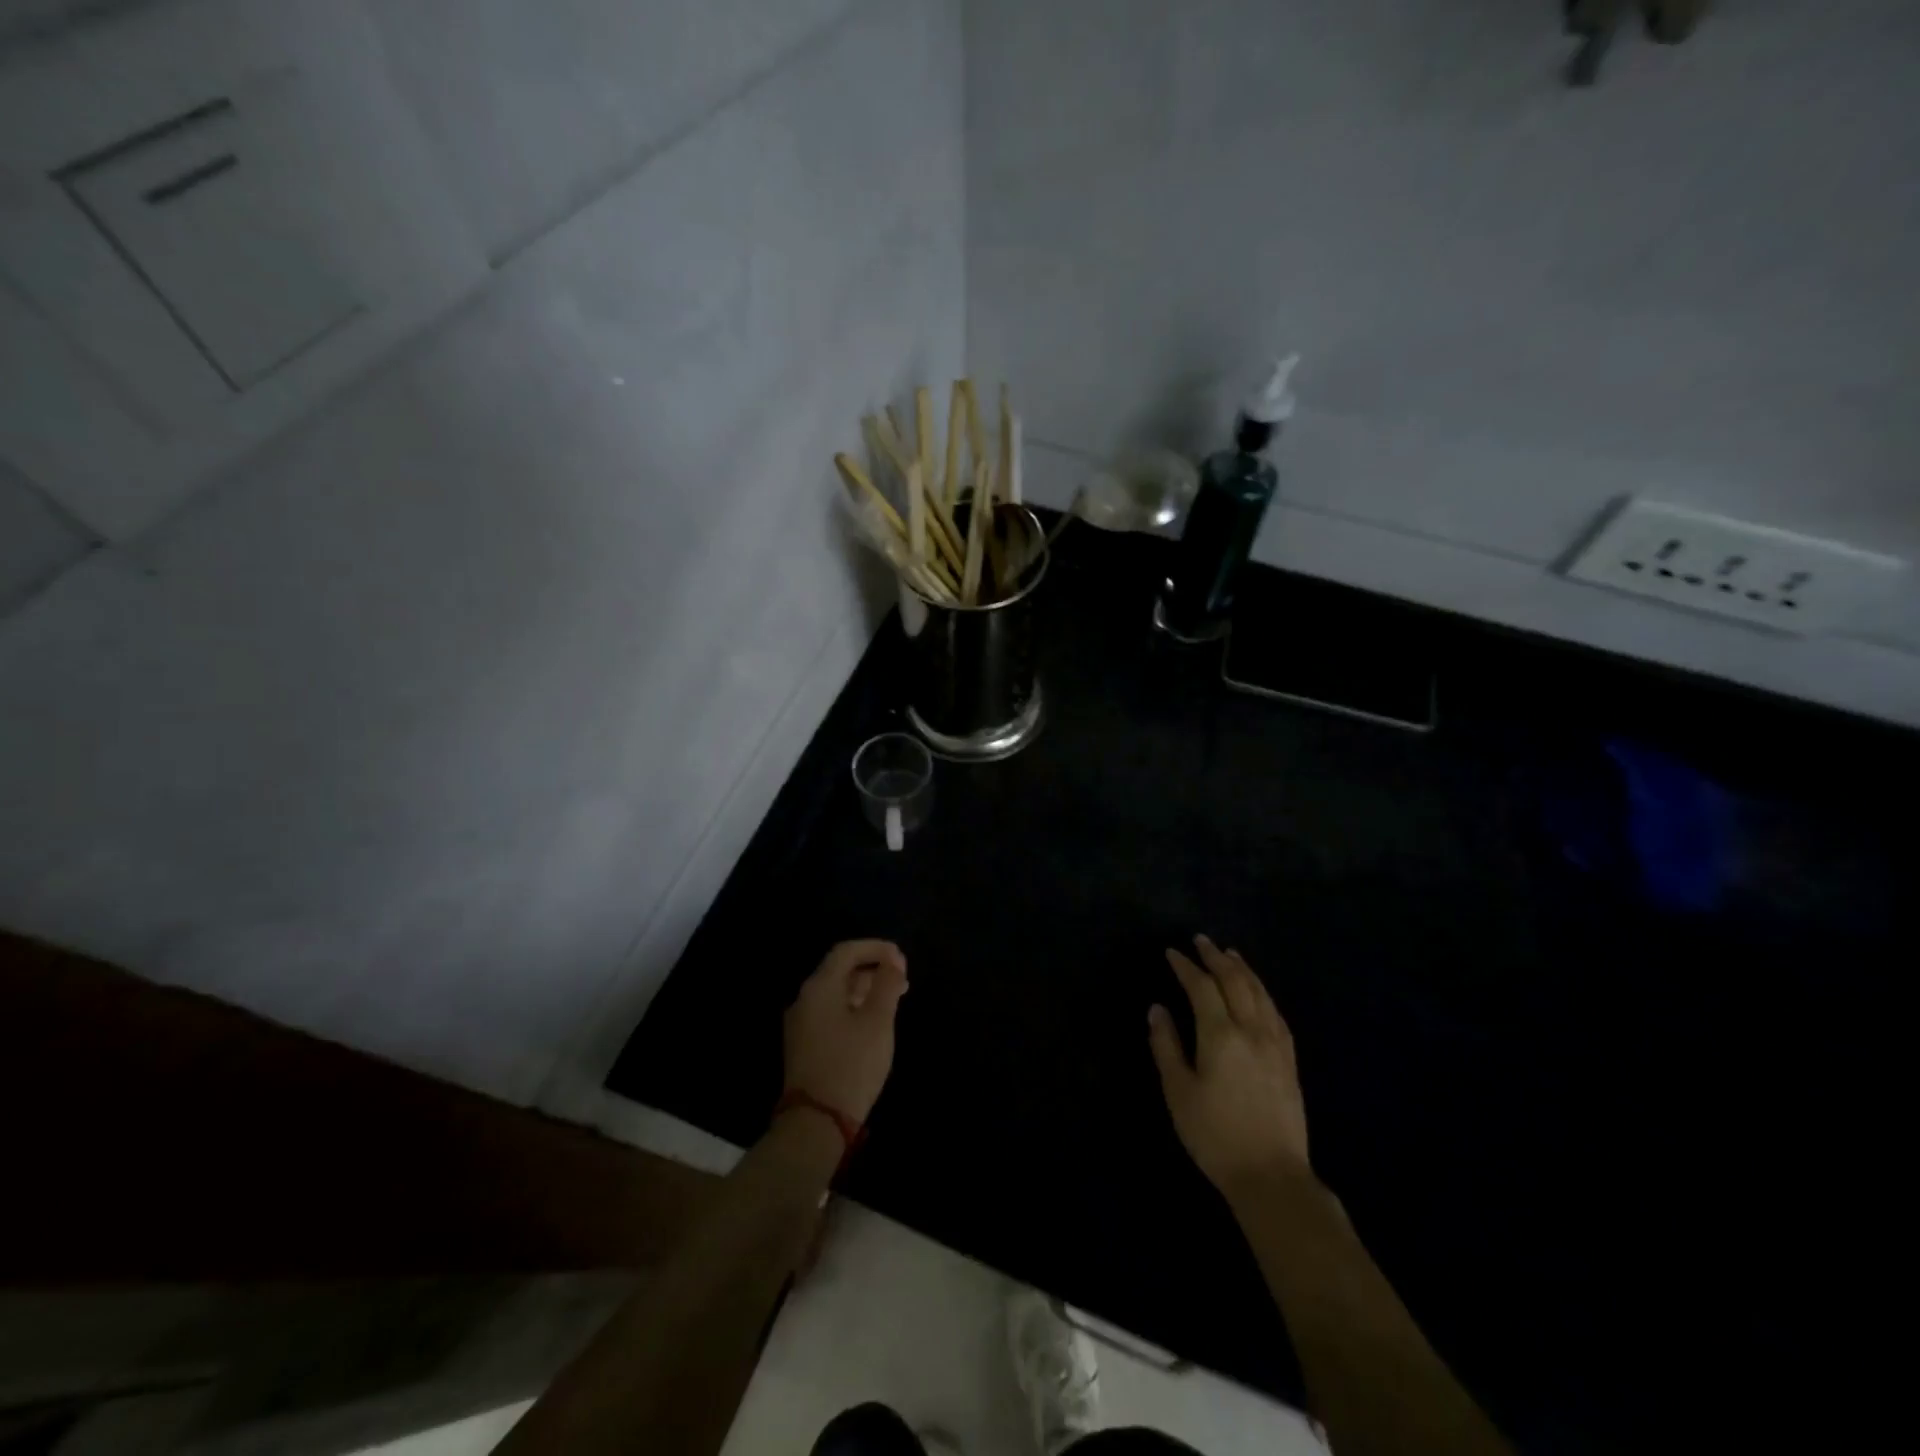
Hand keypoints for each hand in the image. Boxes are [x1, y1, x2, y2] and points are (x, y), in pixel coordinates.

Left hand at [782, 939, 908, 1123]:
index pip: (846, 951)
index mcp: (819, 988)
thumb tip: (892, 961)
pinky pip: (831, 1013)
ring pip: (836, 993)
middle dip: (873, 969)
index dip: (875, 948)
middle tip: (902, 980)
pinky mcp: (804, 1045)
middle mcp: (805, 999)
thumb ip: (886, 985)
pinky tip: (873, 1022)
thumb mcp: (877, 1021)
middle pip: (840, 971)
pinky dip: (854, 1008)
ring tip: (894, 1000)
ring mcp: (801, 1024)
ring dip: (865, 990)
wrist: (817, 1122)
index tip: (901, 959)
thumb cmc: (852, 1064)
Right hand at [1148, 935, 1310, 1203]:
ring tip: (1230, 954)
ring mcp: (1275, 1044)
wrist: (1271, 1176)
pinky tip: (1259, 992)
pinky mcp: (1289, 1061)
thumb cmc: (1215, 1135)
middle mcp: (1251, 1030)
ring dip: (1243, 969)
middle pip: (1235, 982)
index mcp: (1220, 1035)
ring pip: (1260, 993)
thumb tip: (1157, 1009)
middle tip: (1201, 941)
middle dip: (1216, 958)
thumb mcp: (1178, 1092)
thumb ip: (1166, 1046)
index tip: (1172, 952)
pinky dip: (1263, 993)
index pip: (1202, 988)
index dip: (1186, 967)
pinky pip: (1276, 1013)